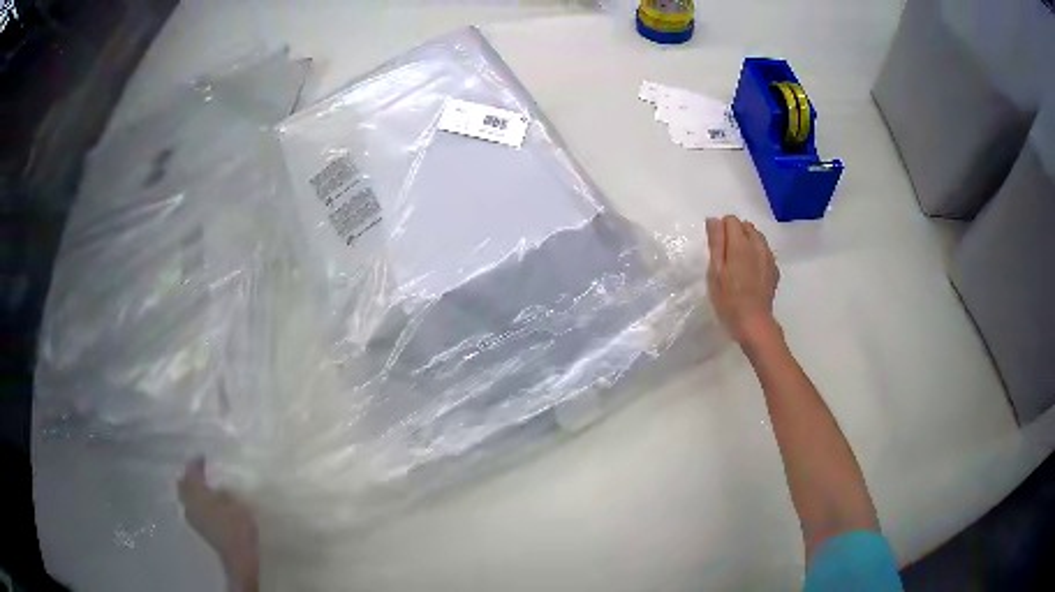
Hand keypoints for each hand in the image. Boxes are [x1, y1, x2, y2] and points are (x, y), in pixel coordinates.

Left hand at [178, 458, 259, 591]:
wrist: (238, 557)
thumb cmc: (237, 527)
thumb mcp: (236, 504)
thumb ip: (223, 491)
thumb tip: (217, 486)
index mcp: (197, 493)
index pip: (192, 471)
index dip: (197, 462)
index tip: (203, 456)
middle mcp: (189, 502)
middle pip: (183, 483)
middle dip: (189, 476)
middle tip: (198, 470)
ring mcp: (191, 516)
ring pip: (185, 496)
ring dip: (191, 489)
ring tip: (201, 486)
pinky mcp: (197, 527)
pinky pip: (190, 506)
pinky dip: (194, 500)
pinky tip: (204, 502)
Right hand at [706, 216, 780, 345]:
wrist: (753, 323)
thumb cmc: (728, 300)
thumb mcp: (715, 272)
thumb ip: (716, 243)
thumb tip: (713, 220)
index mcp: (740, 244)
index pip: (731, 220)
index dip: (721, 230)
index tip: (717, 249)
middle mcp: (758, 245)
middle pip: (746, 226)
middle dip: (735, 234)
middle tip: (726, 257)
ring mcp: (769, 257)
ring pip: (757, 237)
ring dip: (747, 242)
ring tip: (739, 264)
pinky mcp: (774, 269)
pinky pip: (765, 251)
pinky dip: (757, 254)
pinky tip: (751, 272)